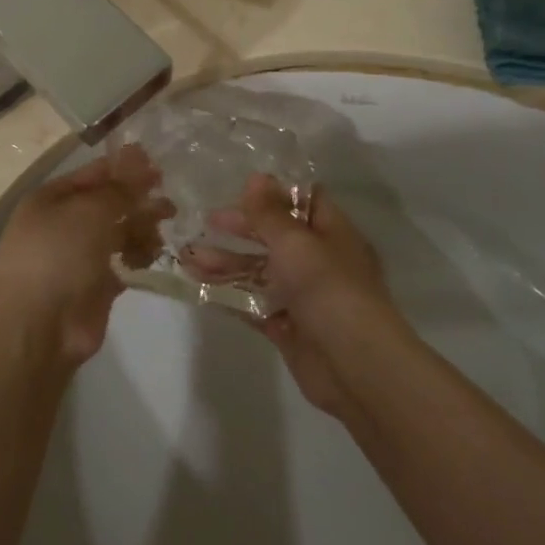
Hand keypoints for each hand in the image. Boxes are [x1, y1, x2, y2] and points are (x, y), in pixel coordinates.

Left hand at [0, 145, 170, 363]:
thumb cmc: (57, 255)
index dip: (124, 168)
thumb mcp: (89, 211)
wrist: (37, 326)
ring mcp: (79, 256)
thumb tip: (139, 159)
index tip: (158, 165)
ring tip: (162, 233)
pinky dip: (138, 257)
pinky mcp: (96, 286)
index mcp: (51, 199)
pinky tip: (151, 257)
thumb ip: (119, 189)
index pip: (93, 174)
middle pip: (108, 204)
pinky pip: (122, 262)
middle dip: (138, 200)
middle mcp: (63, 224)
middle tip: (170, 204)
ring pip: (118, 233)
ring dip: (142, 229)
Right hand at [209, 175, 397, 418]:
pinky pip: (253, 305)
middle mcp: (318, 262)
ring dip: (226, 263)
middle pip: (275, 238)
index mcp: (332, 234)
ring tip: (188, 258)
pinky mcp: (287, 327)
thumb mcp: (296, 243)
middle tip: (205, 222)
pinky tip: (198, 287)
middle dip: (240, 229)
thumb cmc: (329, 290)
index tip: (237, 187)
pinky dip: (228, 295)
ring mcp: (302, 297)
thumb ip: (270, 213)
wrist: (355, 367)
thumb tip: (256, 176)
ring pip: (259, 272)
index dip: (273, 194)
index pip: (304, 203)